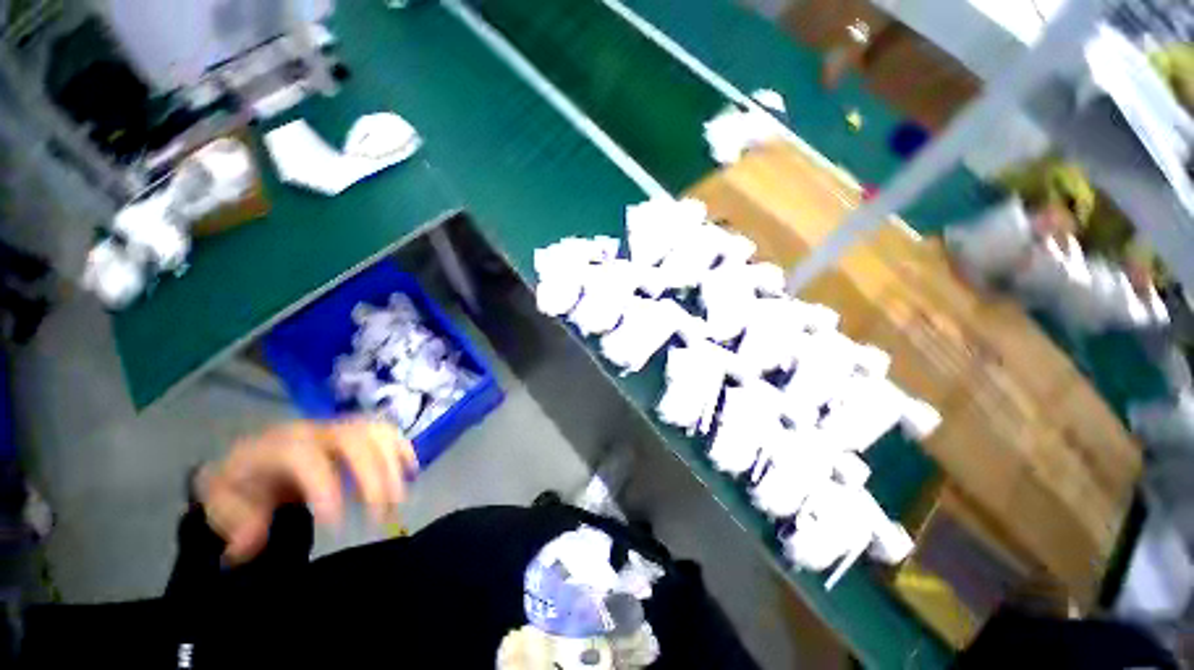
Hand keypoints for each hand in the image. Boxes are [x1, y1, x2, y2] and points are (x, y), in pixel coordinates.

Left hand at [196, 419, 417, 562]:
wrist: (250, 457)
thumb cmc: (239, 483)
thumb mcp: (222, 504)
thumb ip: (235, 523)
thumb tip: (251, 544)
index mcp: (279, 444)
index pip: (307, 458)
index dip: (325, 488)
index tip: (338, 527)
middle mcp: (317, 429)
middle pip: (356, 441)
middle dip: (374, 477)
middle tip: (382, 515)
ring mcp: (342, 427)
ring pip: (378, 433)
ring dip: (394, 465)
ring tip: (398, 500)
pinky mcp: (358, 431)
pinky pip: (388, 432)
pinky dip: (403, 450)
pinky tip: (411, 471)